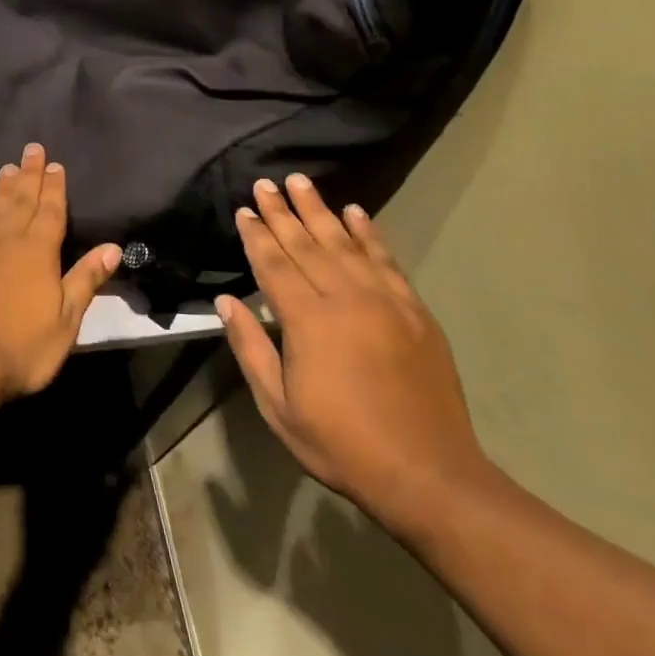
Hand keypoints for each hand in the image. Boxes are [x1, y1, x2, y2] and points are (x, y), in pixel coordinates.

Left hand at [0, 142, 122, 403]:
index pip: (50, 210)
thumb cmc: (20, 347)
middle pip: (20, 199)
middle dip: (29, 174)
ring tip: (9, 169)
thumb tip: (112, 247)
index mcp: (36, 251)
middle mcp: (4, 238)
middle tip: (32, 149)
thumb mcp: (65, 321)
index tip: (55, 164)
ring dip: (3, 187)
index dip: (54, 187)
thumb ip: (85, 280)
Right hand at [215, 174, 493, 535]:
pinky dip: (369, 234)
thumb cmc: (341, 443)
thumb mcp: (278, 406)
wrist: (428, 473)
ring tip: (302, 182)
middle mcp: (346, 299)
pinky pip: (387, 260)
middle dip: (283, 212)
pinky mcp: (414, 311)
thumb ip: (250, 348)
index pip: (274, 265)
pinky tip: (357, 213)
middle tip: (267, 183)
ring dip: (321, 210)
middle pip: (307, 244)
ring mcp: (385, 301)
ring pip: (345, 243)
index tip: (244, 209)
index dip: (257, 236)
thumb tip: (225, 302)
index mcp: (308, 321)